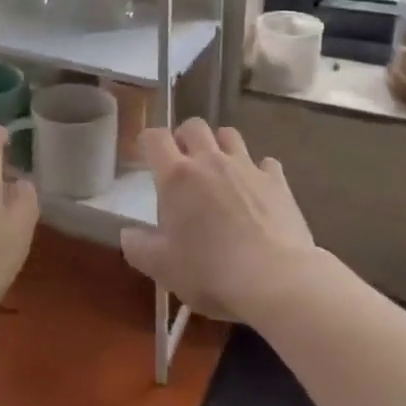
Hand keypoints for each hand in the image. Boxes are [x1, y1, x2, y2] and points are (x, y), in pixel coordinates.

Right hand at [120, 119, 317, 324]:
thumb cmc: (210, 273)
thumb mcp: (162, 268)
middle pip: (194, 126)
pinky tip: (257, 189)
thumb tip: (128, 233)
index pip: (155, 138)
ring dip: (220, 145)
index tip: (147, 153)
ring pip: (229, 135)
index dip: (148, 140)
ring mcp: (247, 167)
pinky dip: (258, 171)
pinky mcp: (277, 181)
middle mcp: (210, 161)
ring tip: (219, 168)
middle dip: (185, 137)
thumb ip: (138, 247)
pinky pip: (265, 163)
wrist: (275, 280)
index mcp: (177, 177)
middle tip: (183, 161)